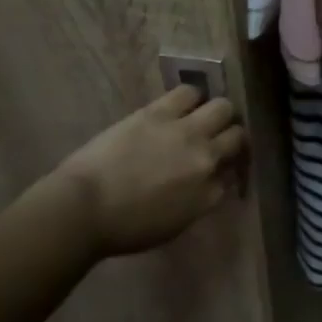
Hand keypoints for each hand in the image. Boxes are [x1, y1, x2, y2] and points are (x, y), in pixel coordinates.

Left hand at [56, 86, 246, 253]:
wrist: (84, 208)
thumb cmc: (124, 228)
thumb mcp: (173, 225)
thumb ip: (197, 201)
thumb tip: (206, 182)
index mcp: (209, 194)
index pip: (232, 174)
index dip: (226, 168)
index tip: (217, 168)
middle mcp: (206, 159)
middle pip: (237, 135)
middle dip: (230, 135)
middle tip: (216, 137)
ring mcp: (186, 132)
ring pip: (222, 107)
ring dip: (215, 112)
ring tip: (200, 115)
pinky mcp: (160, 113)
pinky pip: (189, 92)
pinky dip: (191, 97)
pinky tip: (182, 103)